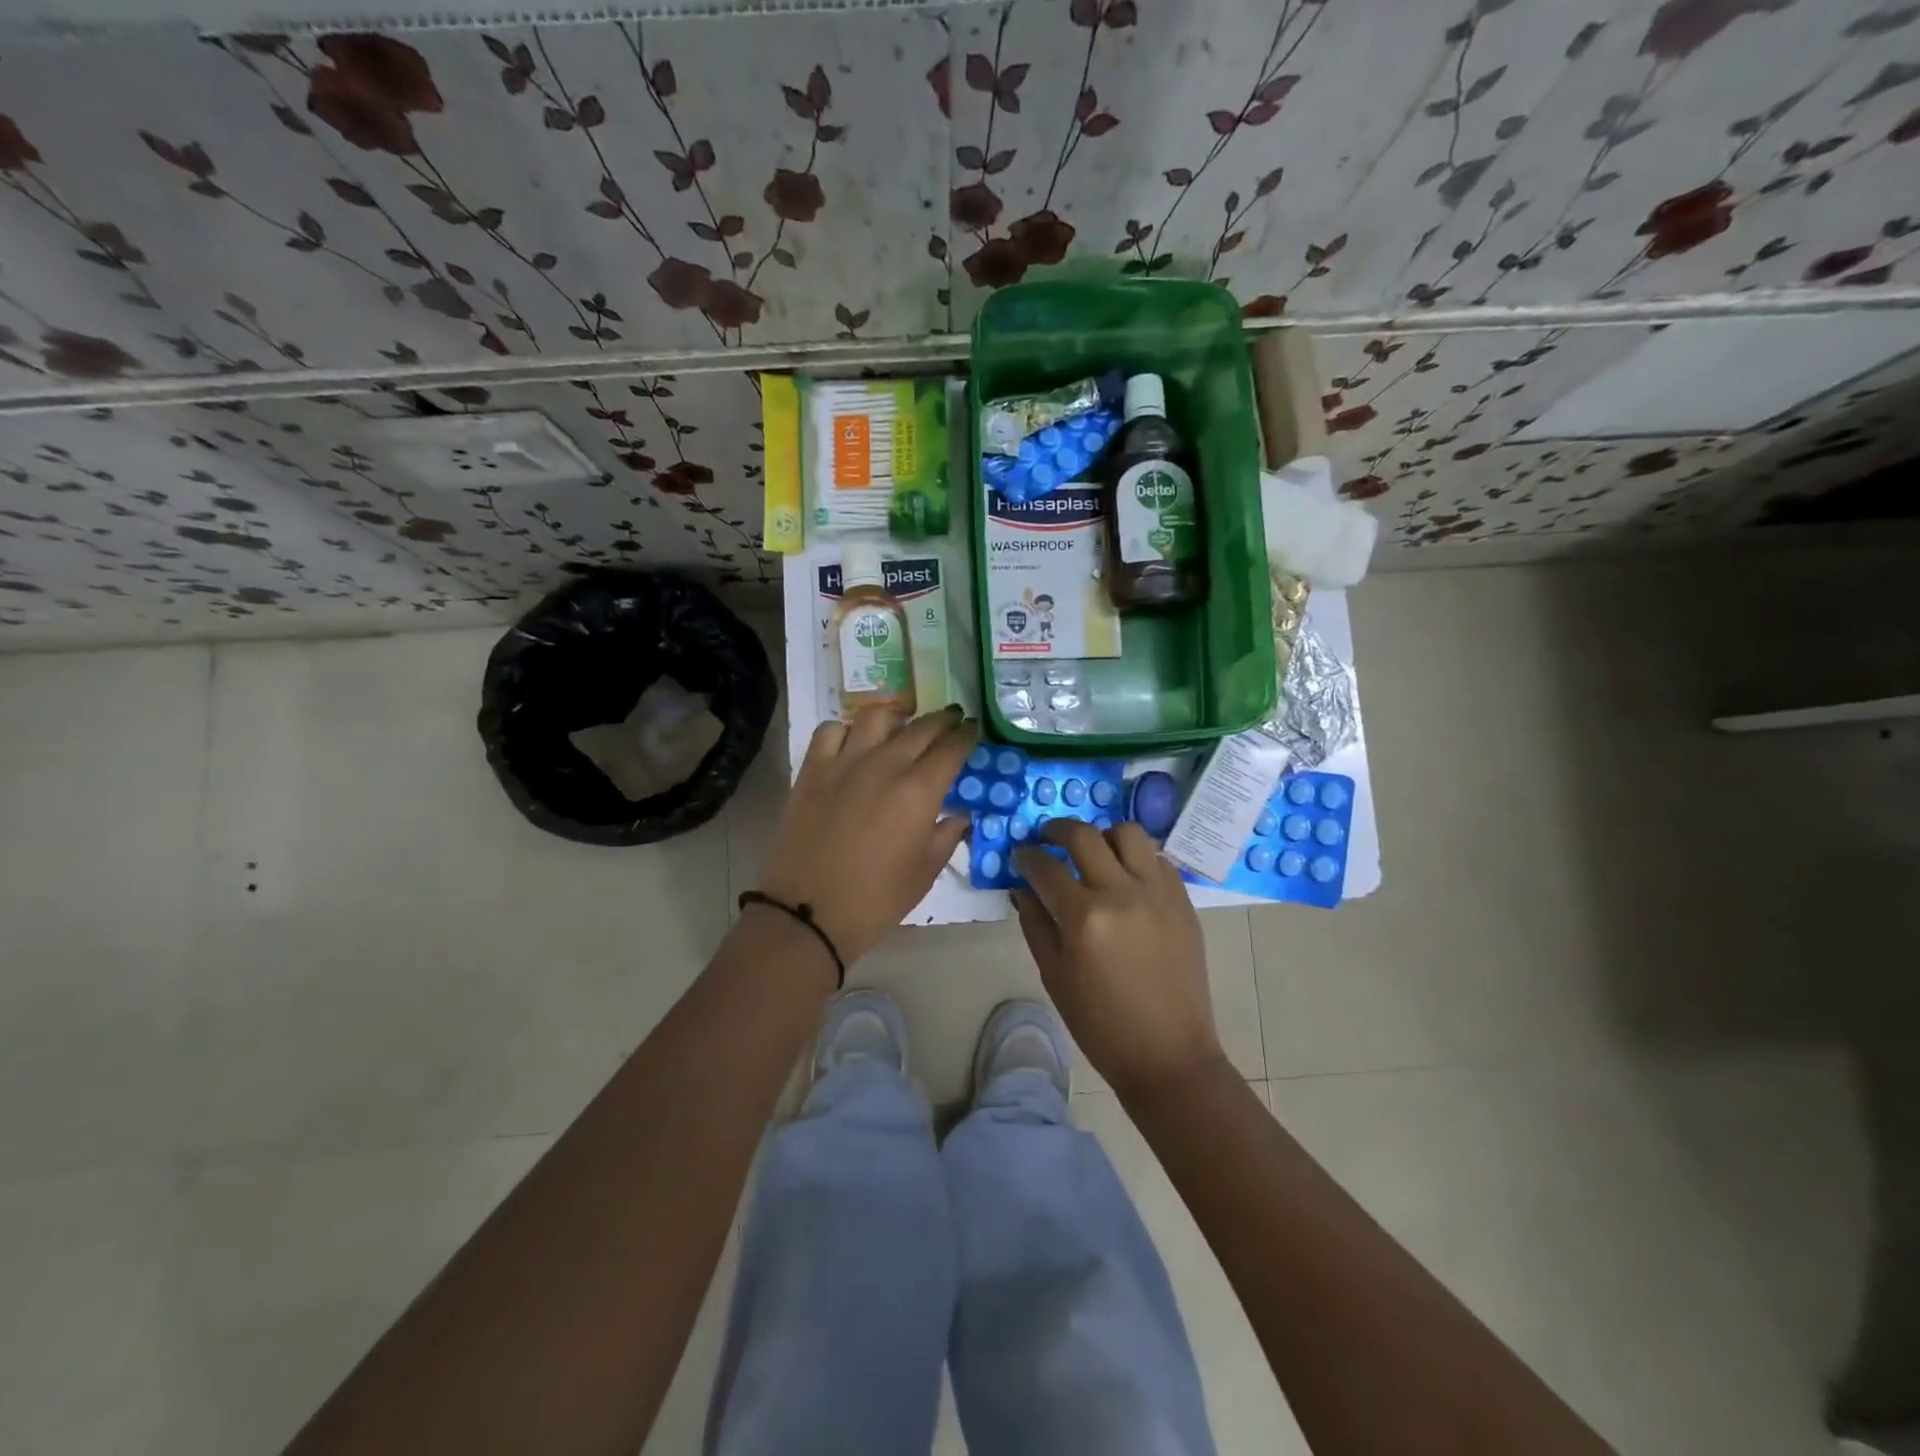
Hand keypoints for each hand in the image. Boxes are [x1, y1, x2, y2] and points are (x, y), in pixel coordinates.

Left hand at [754, 706, 976, 964]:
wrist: (808, 912)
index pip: (951, 748)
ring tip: (903, 726)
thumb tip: (960, 814)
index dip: (966, 735)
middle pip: (921, 726)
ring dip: (896, 717)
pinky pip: (831, 730)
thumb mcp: (925, 872)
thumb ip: (947, 835)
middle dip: (942, 720)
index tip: (973, 730)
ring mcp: (845, 762)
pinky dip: (847, 730)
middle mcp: (885, 765)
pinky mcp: (813, 769)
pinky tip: (854, 744)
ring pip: (876, 717)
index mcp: (919, 790)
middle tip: (951, 720)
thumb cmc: (876, 899)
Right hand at [1013, 821, 1225, 1096]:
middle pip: (1084, 835)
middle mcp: (1121, 892)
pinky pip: (1157, 858)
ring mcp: (1158, 893)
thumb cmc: (1100, 1023)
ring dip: (1103, 835)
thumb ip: (1035, 924)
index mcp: (1084, 917)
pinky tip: (1126, 876)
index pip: (1045, 867)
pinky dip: (1136, 858)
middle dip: (1057, 829)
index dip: (1026, 857)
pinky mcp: (1183, 900)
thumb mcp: (1054, 976)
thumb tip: (1023, 887)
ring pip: (1128, 833)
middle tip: (1047, 837)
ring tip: (1093, 852)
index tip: (1020, 856)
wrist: (1168, 1053)